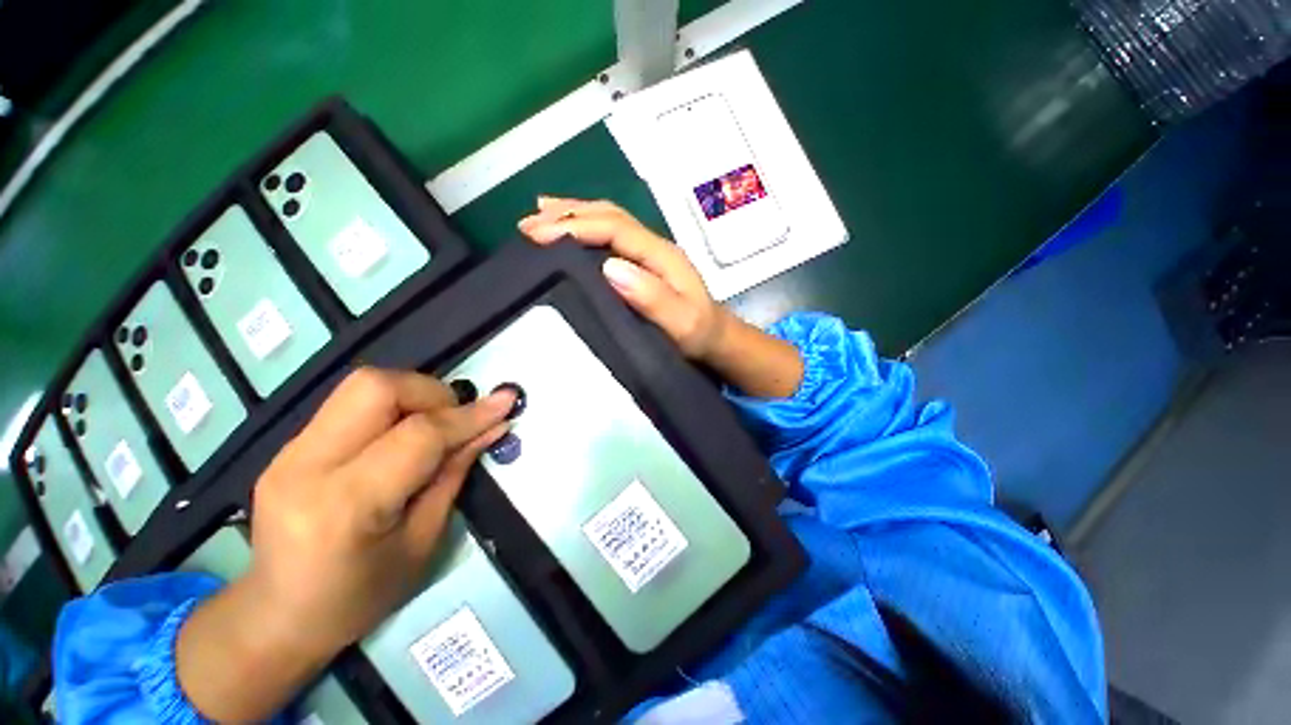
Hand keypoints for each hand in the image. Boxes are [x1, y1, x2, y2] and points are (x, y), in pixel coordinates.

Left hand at [177, 368, 513, 721]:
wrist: (277, 617)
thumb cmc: (359, 597)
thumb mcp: (423, 542)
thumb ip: (455, 474)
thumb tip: (493, 428)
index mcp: (345, 506)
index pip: (418, 435)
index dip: (469, 416)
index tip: (507, 402)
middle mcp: (307, 467)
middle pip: (376, 387)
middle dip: (433, 392)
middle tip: (457, 420)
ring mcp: (288, 452)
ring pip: (362, 386)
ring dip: (414, 395)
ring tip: (435, 426)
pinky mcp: (287, 447)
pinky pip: (350, 404)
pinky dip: (392, 408)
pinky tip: (404, 435)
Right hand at [518, 197, 728, 359]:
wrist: (717, 339)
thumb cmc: (699, 335)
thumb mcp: (682, 323)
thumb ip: (652, 297)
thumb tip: (609, 267)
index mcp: (661, 256)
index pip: (615, 229)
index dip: (577, 227)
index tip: (539, 234)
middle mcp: (654, 246)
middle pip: (609, 216)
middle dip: (567, 215)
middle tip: (528, 224)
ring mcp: (648, 253)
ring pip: (608, 221)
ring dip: (573, 215)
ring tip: (538, 216)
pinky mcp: (643, 263)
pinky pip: (610, 237)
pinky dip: (585, 229)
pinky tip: (569, 233)